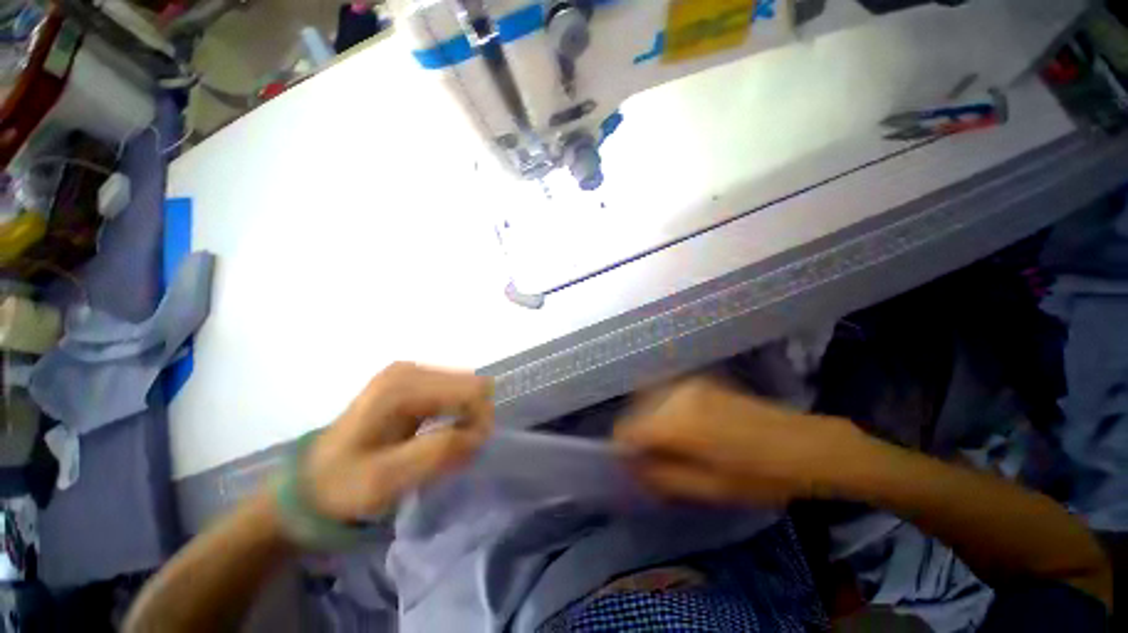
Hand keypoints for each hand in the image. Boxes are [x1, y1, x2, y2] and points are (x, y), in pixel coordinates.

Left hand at [303, 362, 493, 520]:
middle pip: (472, 383)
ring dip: (466, 414)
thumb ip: (438, 453)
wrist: (311, 482)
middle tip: (460, 449)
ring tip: (448, 442)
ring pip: (466, 386)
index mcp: (402, 387)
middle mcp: (410, 370)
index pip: (471, 390)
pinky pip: (454, 389)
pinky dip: (457, 411)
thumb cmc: (343, 484)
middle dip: (475, 417)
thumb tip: (480, 433)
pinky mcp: (411, 379)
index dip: (480, 420)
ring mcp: (410, 371)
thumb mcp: (386, 480)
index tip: (470, 451)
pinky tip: (440, 429)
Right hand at [615, 376, 857, 505]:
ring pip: (649, 399)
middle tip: (655, 458)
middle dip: (638, 435)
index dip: (624, 448)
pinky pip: (666, 393)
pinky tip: (683, 426)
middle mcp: (676, 393)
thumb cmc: (759, 475)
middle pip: (635, 411)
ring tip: (670, 443)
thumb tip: (632, 467)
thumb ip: (662, 476)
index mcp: (676, 421)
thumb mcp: (708, 489)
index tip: (634, 464)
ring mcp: (688, 382)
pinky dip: (663, 408)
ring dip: (650, 420)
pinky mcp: (699, 380)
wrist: (803, 444)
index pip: (627, 428)